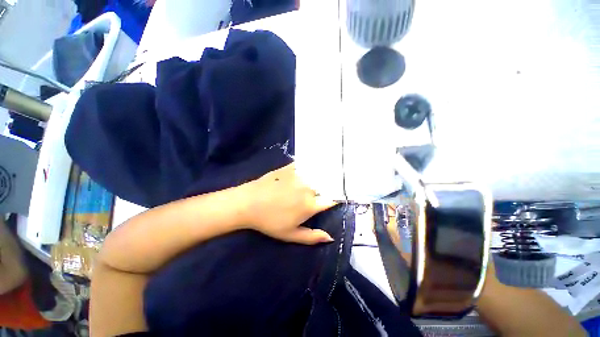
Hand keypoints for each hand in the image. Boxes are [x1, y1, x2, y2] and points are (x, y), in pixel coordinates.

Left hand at [240, 163, 336, 244]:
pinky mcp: (290, 168)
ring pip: (317, 175)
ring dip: (320, 177)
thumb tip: (330, 237)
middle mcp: (308, 189)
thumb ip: (312, 237)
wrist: (248, 203)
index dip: (332, 201)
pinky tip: (308, 168)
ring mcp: (299, 176)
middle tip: (321, 192)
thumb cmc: (269, 221)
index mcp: (310, 205)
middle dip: (325, 190)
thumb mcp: (290, 235)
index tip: (330, 202)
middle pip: (325, 187)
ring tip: (317, 180)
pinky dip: (309, 167)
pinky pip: (305, 165)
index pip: (331, 200)